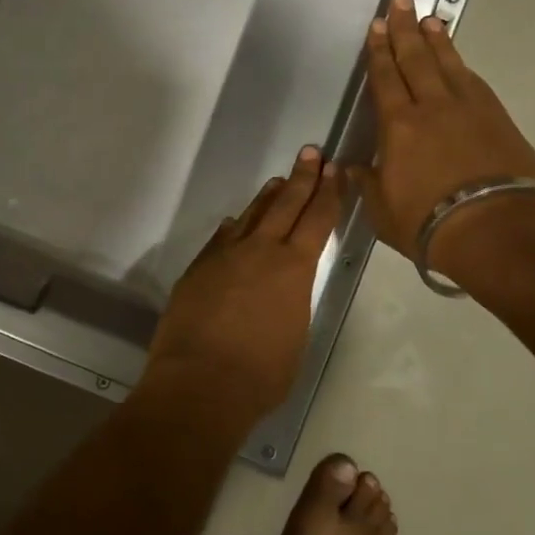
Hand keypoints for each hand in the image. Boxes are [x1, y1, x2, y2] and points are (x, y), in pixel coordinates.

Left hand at [145, 147, 342, 425]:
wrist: (200, 382)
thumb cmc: (261, 374)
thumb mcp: (295, 337)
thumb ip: (291, 302)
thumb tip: (283, 287)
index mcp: (294, 269)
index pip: (317, 220)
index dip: (328, 193)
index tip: (335, 170)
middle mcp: (260, 251)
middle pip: (285, 205)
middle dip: (302, 178)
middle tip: (311, 152)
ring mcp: (225, 256)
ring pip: (251, 216)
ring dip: (268, 197)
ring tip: (279, 180)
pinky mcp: (199, 268)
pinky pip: (221, 238)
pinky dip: (234, 227)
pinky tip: (236, 221)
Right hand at [351, 0, 534, 276]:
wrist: (497, 231)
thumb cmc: (428, 222)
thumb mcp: (382, 209)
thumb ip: (367, 182)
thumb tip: (352, 167)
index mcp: (398, 125)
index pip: (385, 78)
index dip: (378, 52)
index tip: (376, 26)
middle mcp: (432, 107)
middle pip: (416, 59)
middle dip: (405, 29)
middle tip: (401, 1)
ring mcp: (470, 110)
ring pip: (449, 65)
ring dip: (437, 40)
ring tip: (429, 19)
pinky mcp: (498, 120)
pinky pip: (474, 83)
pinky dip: (462, 67)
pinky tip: (459, 62)